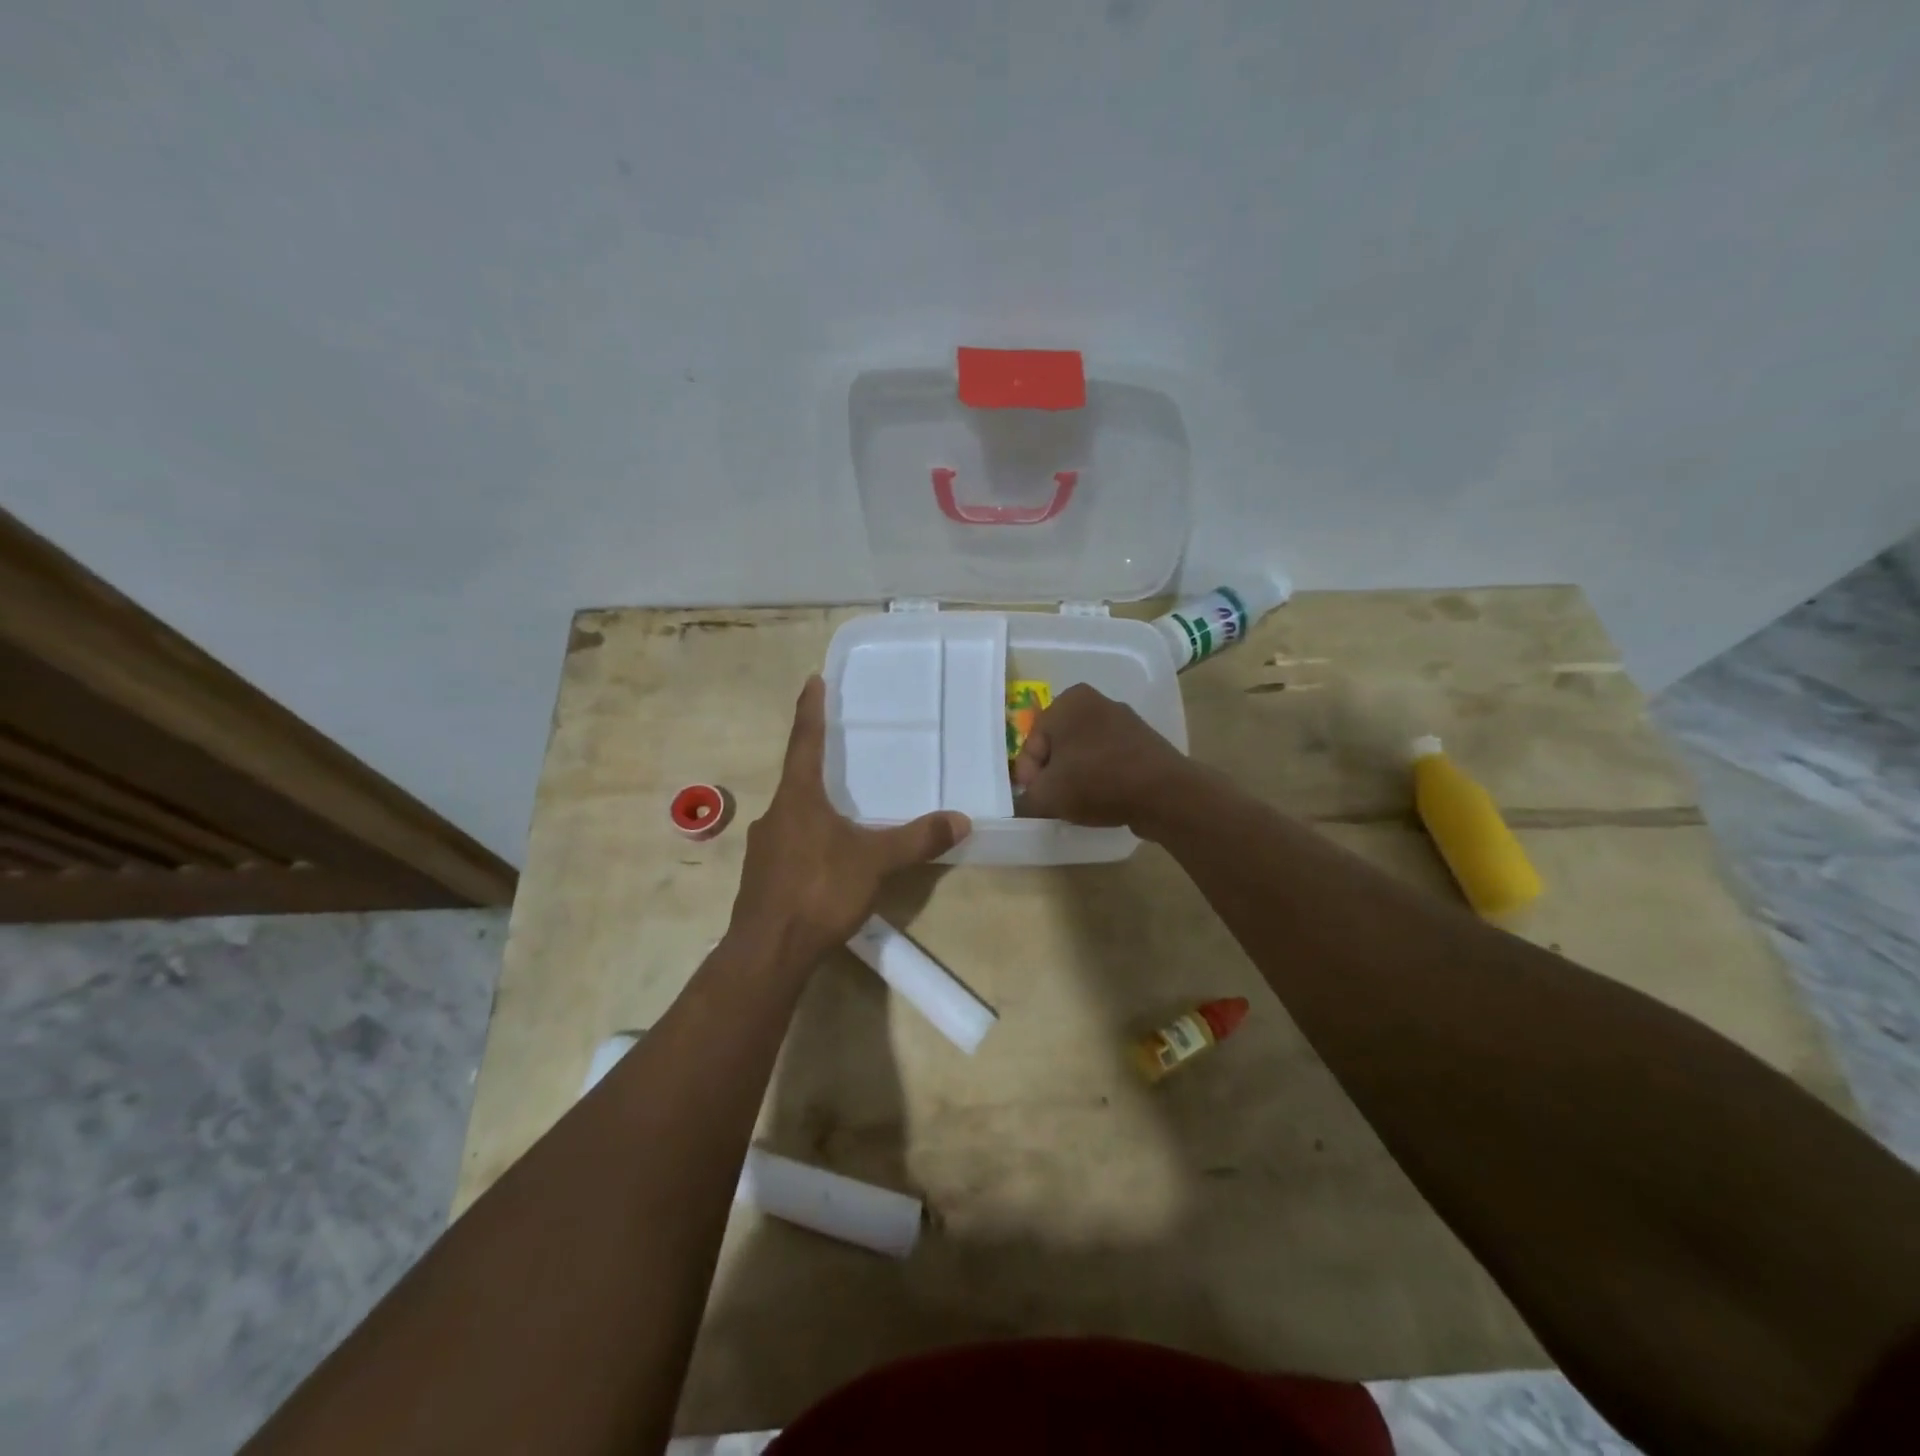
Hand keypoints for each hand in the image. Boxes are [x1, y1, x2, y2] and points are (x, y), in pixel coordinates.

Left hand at [729, 676, 969, 970]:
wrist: (768, 951)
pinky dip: (808, 841)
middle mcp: (776, 815)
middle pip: (796, 779)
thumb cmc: (819, 891)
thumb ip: (917, 840)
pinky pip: (788, 846)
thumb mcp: (875, 862)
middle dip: (816, 766)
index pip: (805, 742)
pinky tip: (826, 861)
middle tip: (839, 755)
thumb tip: (962, 819)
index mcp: (798, 798)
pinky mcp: (761, 878)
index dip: (810, 710)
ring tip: (841, 814)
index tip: (812, 681)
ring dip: (813, 808)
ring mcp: (763, 848)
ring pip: (792, 816)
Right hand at [1012, 683, 1193, 831]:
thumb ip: (1025, 799)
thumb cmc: (1096, 782)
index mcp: (1068, 701)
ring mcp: (1124, 720)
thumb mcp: (1046, 796)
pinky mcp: (1144, 742)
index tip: (1034, 800)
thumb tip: (1026, 802)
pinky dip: (1101, 778)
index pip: (1032, 743)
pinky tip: (1103, 799)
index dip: (1028, 776)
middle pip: (1058, 746)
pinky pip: (1109, 760)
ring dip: (1076, 777)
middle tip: (1053, 803)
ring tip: (1078, 804)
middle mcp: (1096, 701)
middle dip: (1052, 774)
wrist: (1165, 794)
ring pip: (1083, 753)